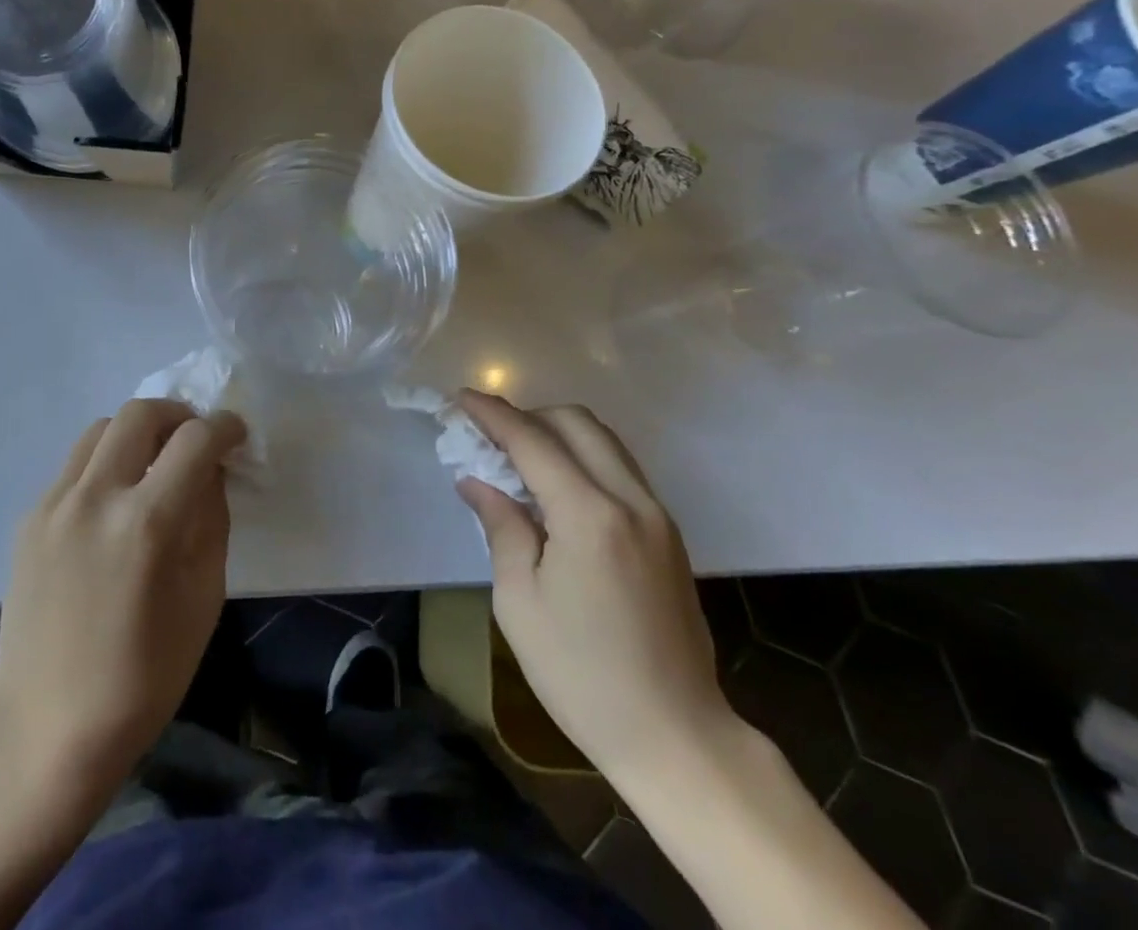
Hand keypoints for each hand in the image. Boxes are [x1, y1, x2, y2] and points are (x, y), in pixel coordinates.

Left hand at [0, 399, 242, 800]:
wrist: (47, 726)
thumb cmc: (143, 677)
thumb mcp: (203, 598)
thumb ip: (211, 519)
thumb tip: (210, 471)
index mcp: (147, 523)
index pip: (195, 440)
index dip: (224, 427)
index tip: (235, 435)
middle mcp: (95, 497)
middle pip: (140, 412)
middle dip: (179, 415)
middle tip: (195, 440)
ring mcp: (54, 504)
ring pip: (101, 428)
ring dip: (137, 432)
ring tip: (154, 464)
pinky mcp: (30, 518)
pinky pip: (75, 465)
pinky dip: (105, 463)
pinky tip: (115, 503)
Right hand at [455, 391, 734, 783]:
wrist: (677, 738)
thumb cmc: (582, 675)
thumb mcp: (521, 602)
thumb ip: (501, 527)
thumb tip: (477, 481)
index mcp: (590, 516)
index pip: (533, 441)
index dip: (493, 415)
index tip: (461, 398)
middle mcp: (631, 501)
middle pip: (577, 424)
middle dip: (528, 415)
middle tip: (489, 434)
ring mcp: (658, 516)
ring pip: (604, 441)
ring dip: (558, 432)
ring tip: (518, 456)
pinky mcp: (669, 535)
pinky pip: (620, 469)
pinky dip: (583, 457)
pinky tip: (556, 486)